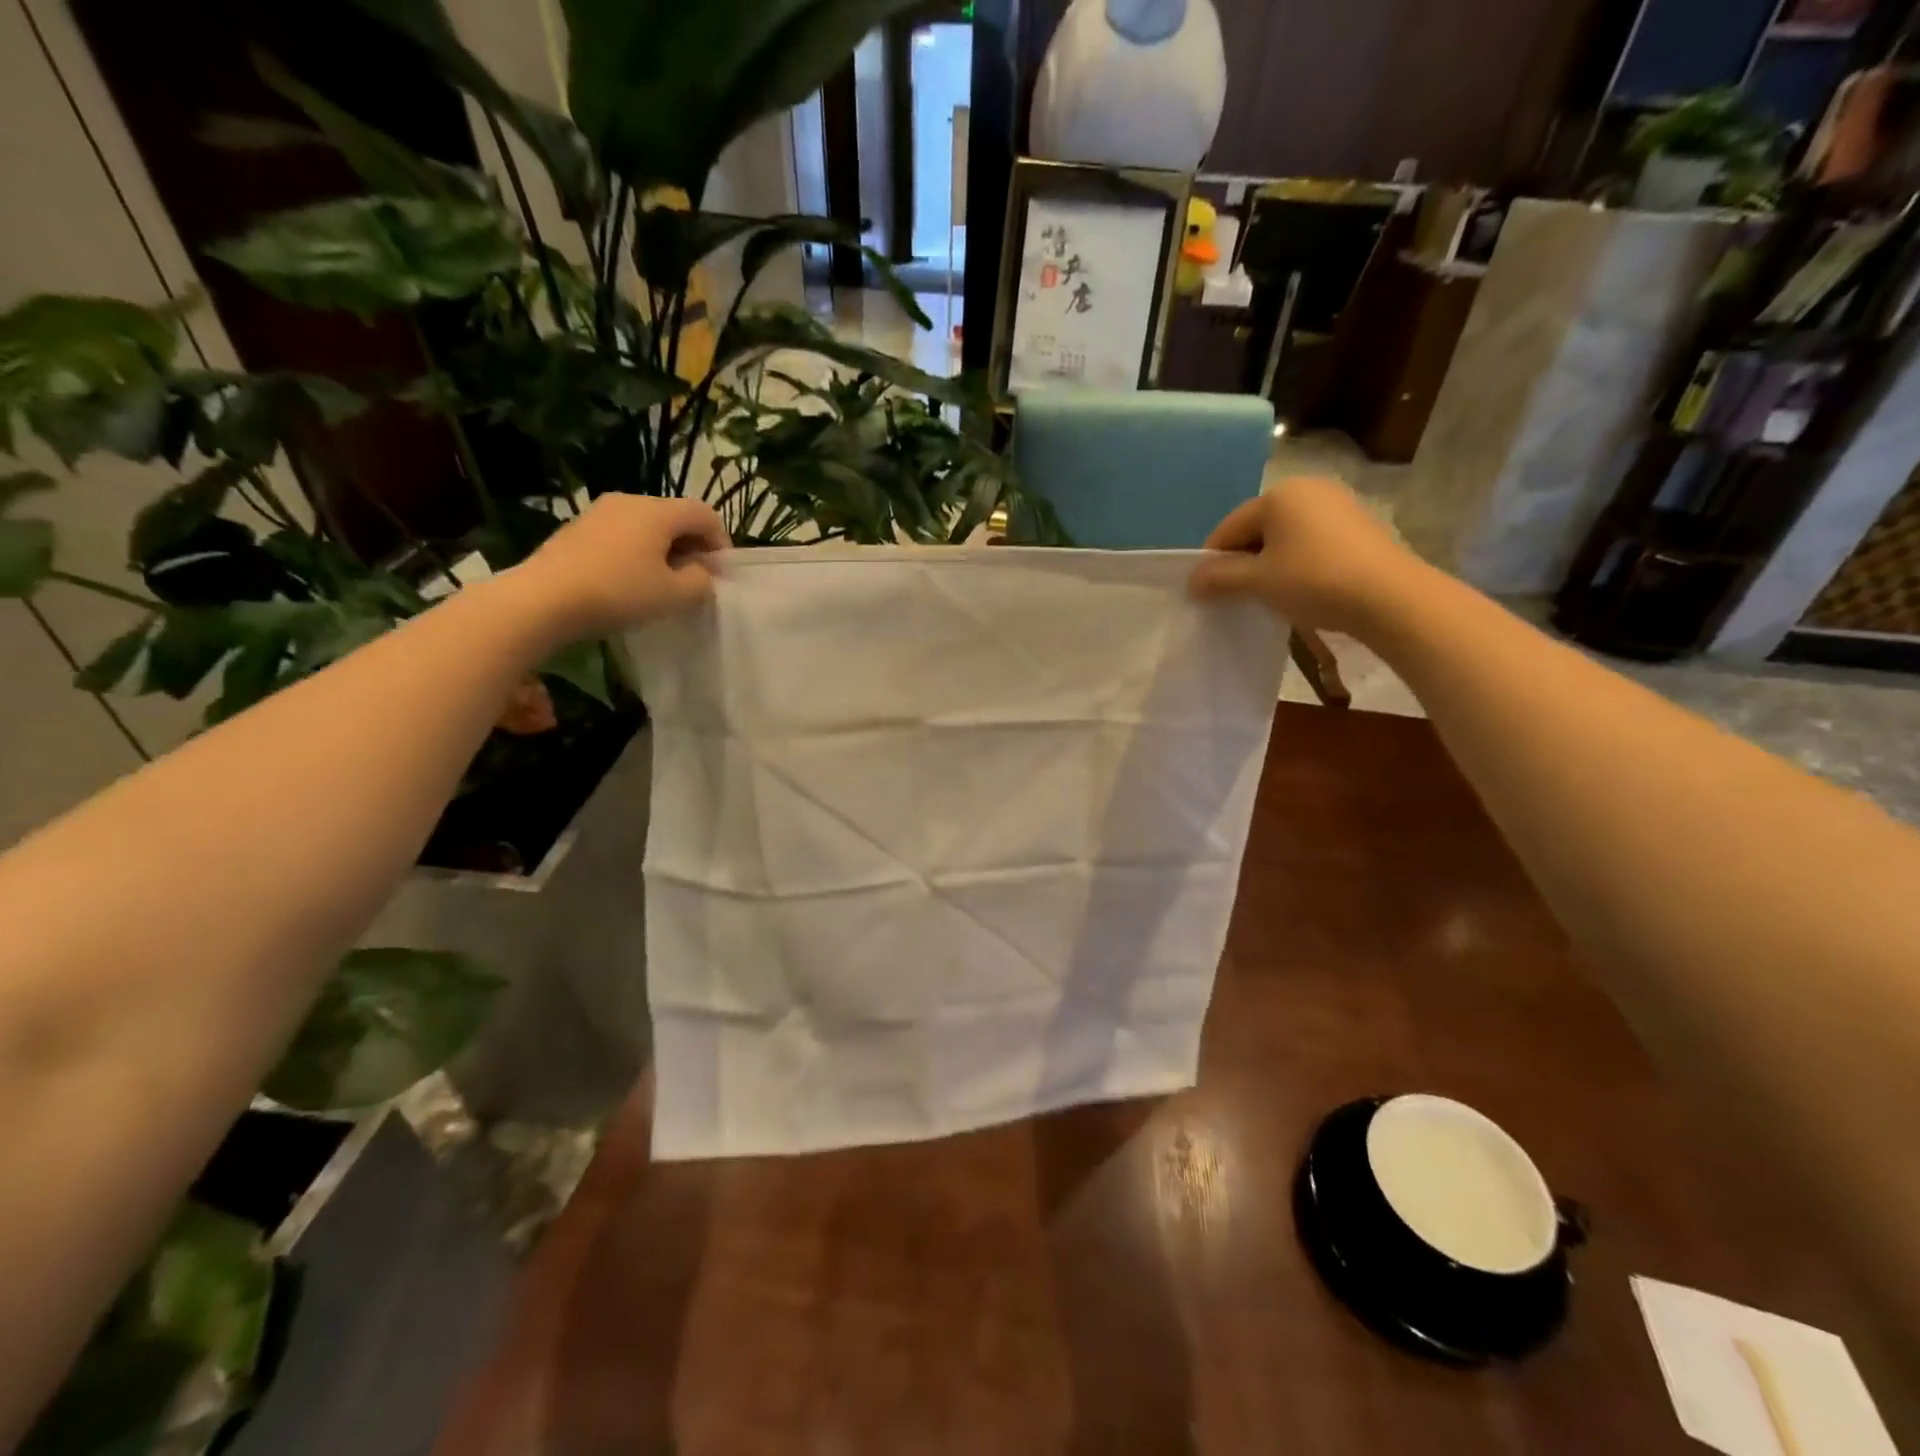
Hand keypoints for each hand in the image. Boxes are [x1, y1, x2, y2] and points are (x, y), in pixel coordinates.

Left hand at [516, 494, 727, 636]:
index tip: (719, 573)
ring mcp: (599, 512)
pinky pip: (622, 534)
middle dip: (692, 545)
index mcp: (657, 512)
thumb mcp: (674, 595)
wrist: (543, 598)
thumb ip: (700, 582)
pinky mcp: (578, 528)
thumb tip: (700, 572)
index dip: (720, 541)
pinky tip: (630, 581)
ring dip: (663, 549)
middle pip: (674, 516)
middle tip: (694, 579)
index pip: (704, 513)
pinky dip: (637, 552)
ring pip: (647, 525)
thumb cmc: (619, 593)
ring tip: (662, 582)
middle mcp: (629, 501)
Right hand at [1188, 476, 1426, 634]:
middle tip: (1236, 597)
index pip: (1228, 528)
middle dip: (1242, 562)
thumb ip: (1219, 578)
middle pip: (1257, 529)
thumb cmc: (1314, 581)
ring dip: (1269, 565)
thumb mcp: (1258, 582)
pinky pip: (1311, 542)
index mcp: (1279, 495)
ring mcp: (1338, 505)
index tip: (1205, 593)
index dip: (1212, 562)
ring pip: (1285, 537)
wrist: (1390, 597)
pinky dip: (1297, 564)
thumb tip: (1192, 581)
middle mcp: (1308, 489)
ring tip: (1268, 597)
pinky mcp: (1358, 526)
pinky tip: (1300, 590)